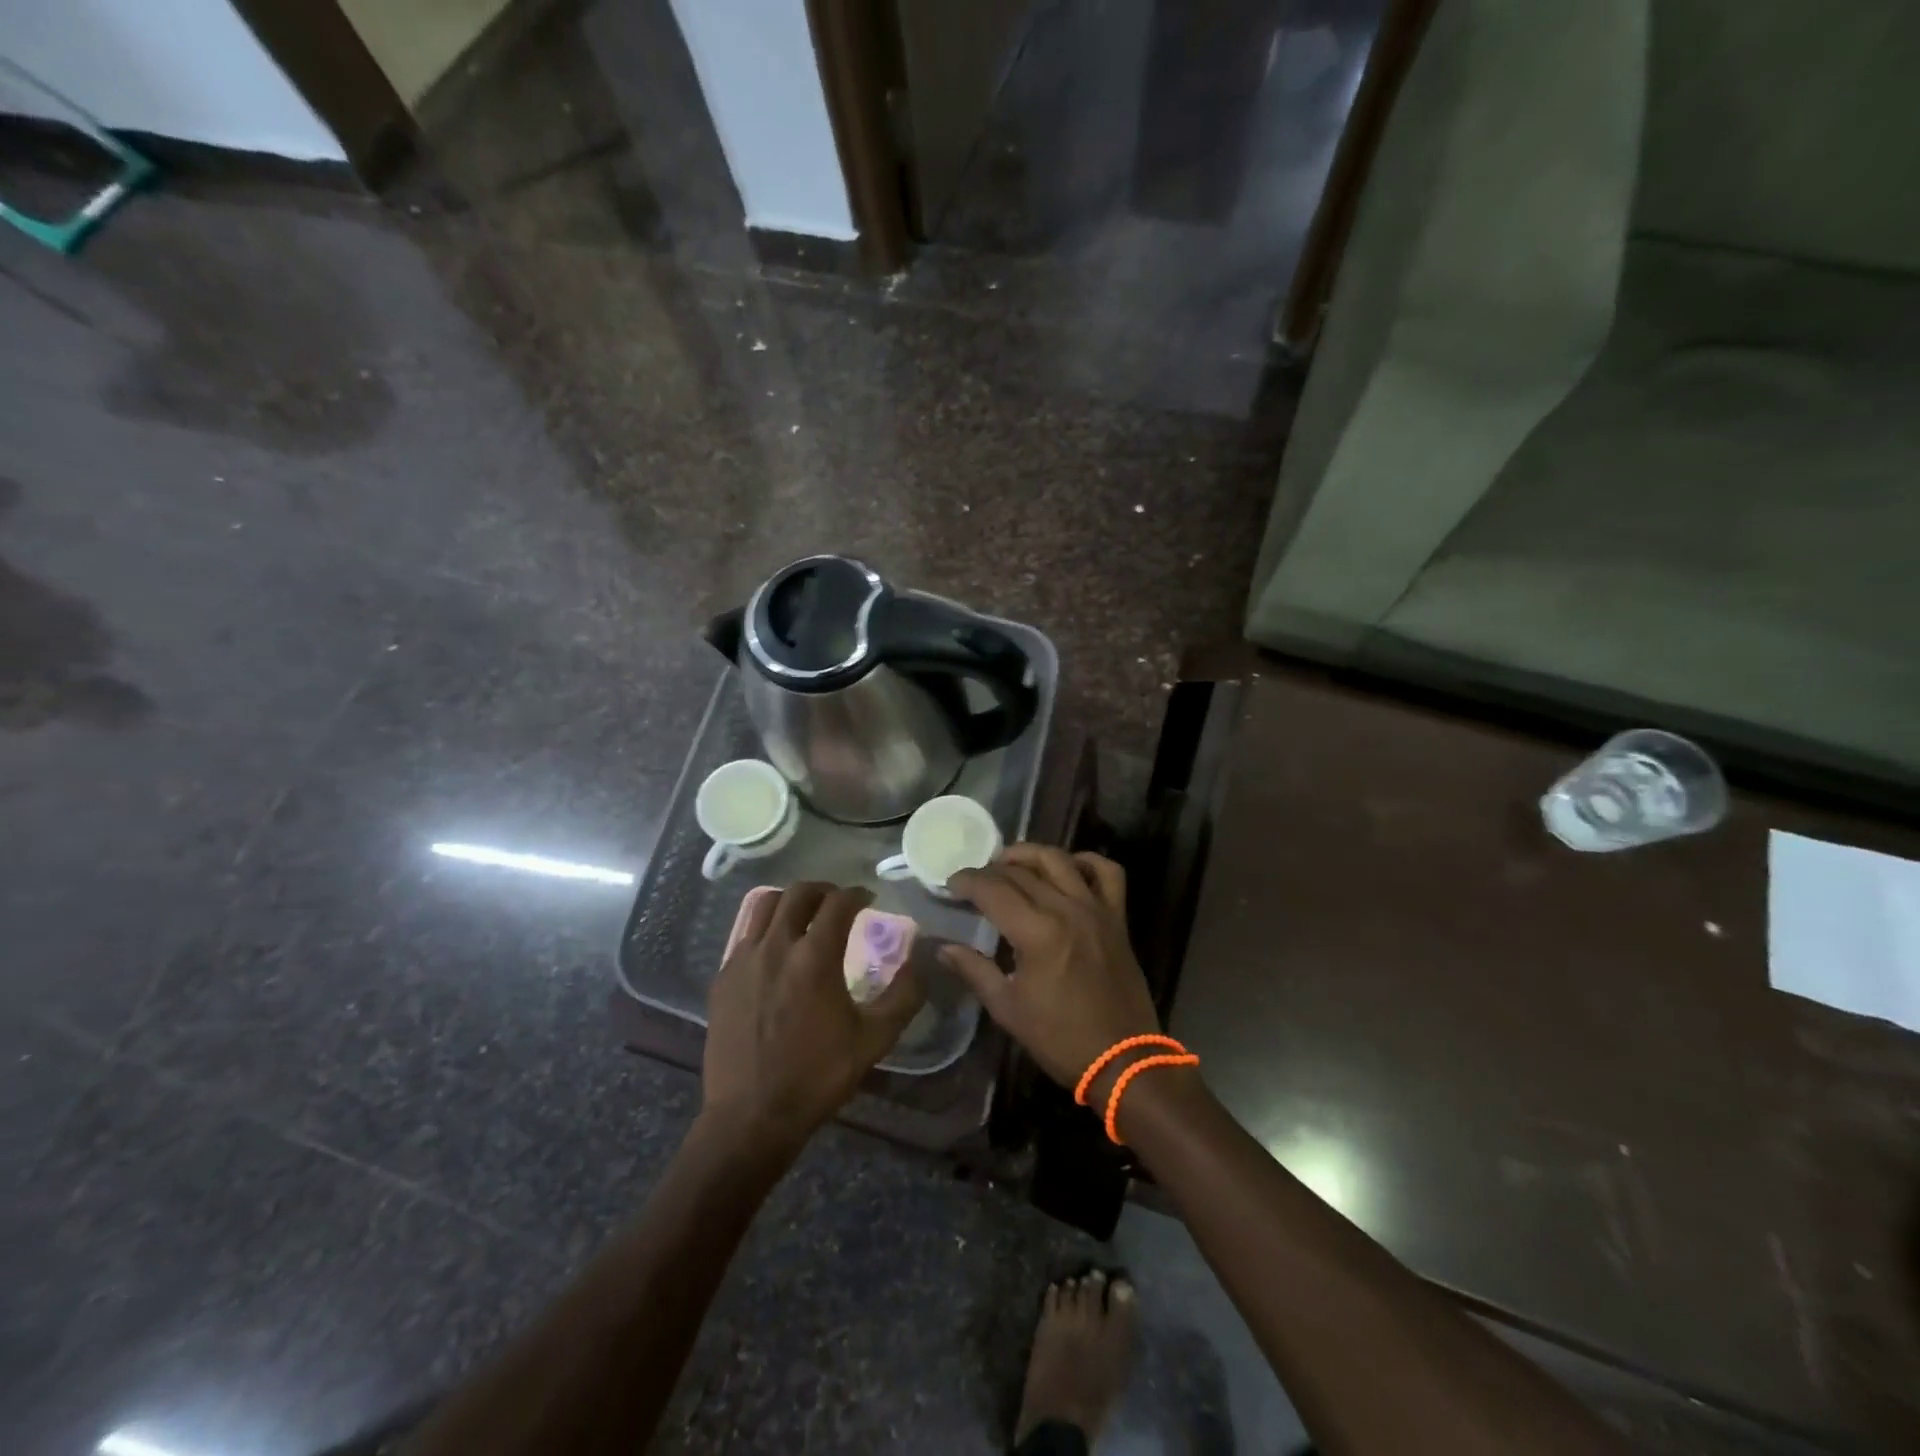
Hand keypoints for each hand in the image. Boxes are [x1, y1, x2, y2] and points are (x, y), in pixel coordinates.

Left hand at [701, 883, 924, 1152]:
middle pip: (799, 893)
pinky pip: (745, 936)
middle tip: (838, 902)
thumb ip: (903, 996)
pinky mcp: (723, 978)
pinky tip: (776, 953)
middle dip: (824, 890)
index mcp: (814, 956)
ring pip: (765, 905)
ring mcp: (743, 960)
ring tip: (805, 916)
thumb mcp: (874, 1040)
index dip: (857, 893)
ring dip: (790, 901)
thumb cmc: (817, 1076)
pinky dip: (766, 930)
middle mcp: (776, 946)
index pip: (838, 902)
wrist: (750, 1117)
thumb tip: (919, 962)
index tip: (868, 898)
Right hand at [942, 845, 1161, 1090]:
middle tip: (974, 881)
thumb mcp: (1008, 1008)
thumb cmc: (1060, 1038)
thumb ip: (974, 970)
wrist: (1122, 1060)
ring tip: (1010, 862)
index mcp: (1037, 933)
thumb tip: (943, 948)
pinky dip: (1086, 862)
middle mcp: (1067, 909)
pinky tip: (1068, 868)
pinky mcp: (1117, 917)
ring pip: (1060, 860)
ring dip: (1030, 855)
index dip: (967, 882)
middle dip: (991, 871)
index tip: (951, 884)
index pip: (993, 890)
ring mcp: (1096, 909)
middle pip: (1021, 873)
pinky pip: (1107, 873)